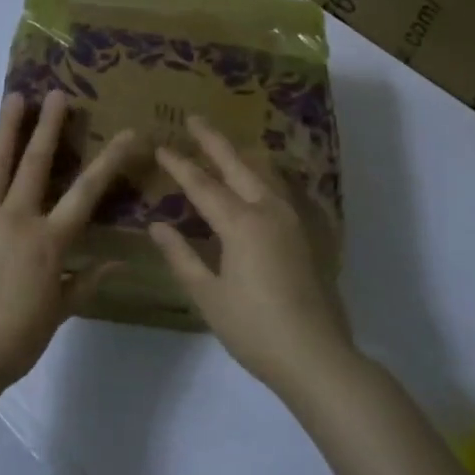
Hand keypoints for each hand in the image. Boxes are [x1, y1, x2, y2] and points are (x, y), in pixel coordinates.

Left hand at [0, 90, 135, 392]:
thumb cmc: (14, 340)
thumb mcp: (58, 312)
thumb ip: (86, 282)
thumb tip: (119, 263)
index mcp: (49, 241)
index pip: (86, 193)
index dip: (110, 161)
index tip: (128, 133)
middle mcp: (17, 219)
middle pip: (37, 164)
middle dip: (51, 127)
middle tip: (58, 94)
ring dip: (8, 128)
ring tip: (16, 97)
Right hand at [148, 117, 352, 393]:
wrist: (315, 355)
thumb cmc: (253, 328)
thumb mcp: (208, 295)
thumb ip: (182, 256)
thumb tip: (158, 225)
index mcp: (241, 224)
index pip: (202, 185)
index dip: (179, 165)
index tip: (161, 146)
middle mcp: (269, 212)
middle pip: (237, 166)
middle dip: (213, 141)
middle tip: (193, 119)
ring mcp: (293, 221)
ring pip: (264, 174)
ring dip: (240, 155)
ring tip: (224, 144)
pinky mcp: (307, 235)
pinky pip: (281, 191)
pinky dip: (263, 176)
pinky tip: (260, 180)